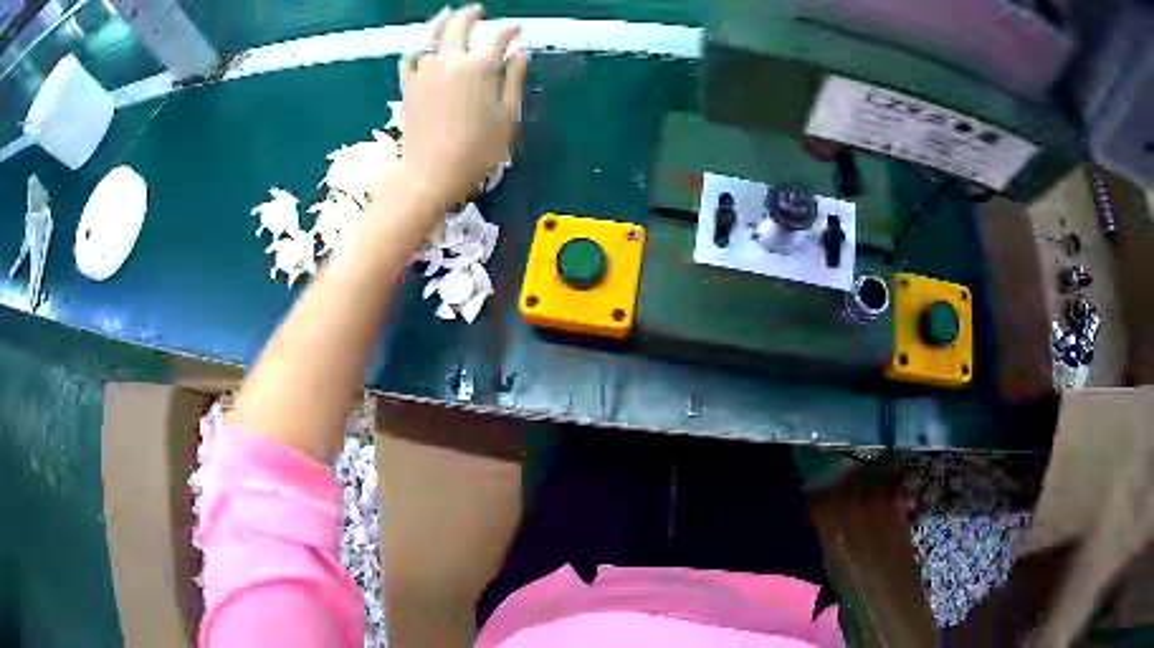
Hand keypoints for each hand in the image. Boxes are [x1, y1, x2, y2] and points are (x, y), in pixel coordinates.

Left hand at [396, 5, 526, 210]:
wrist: (431, 173)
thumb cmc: (477, 150)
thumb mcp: (507, 116)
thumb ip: (514, 79)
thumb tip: (521, 51)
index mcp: (480, 67)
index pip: (498, 38)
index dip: (509, 31)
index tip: (516, 30)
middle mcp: (450, 61)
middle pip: (459, 26)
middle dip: (471, 15)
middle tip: (479, 11)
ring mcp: (425, 71)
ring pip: (429, 35)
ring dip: (441, 21)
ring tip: (447, 14)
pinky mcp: (408, 86)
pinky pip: (409, 57)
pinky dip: (416, 46)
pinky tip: (421, 44)